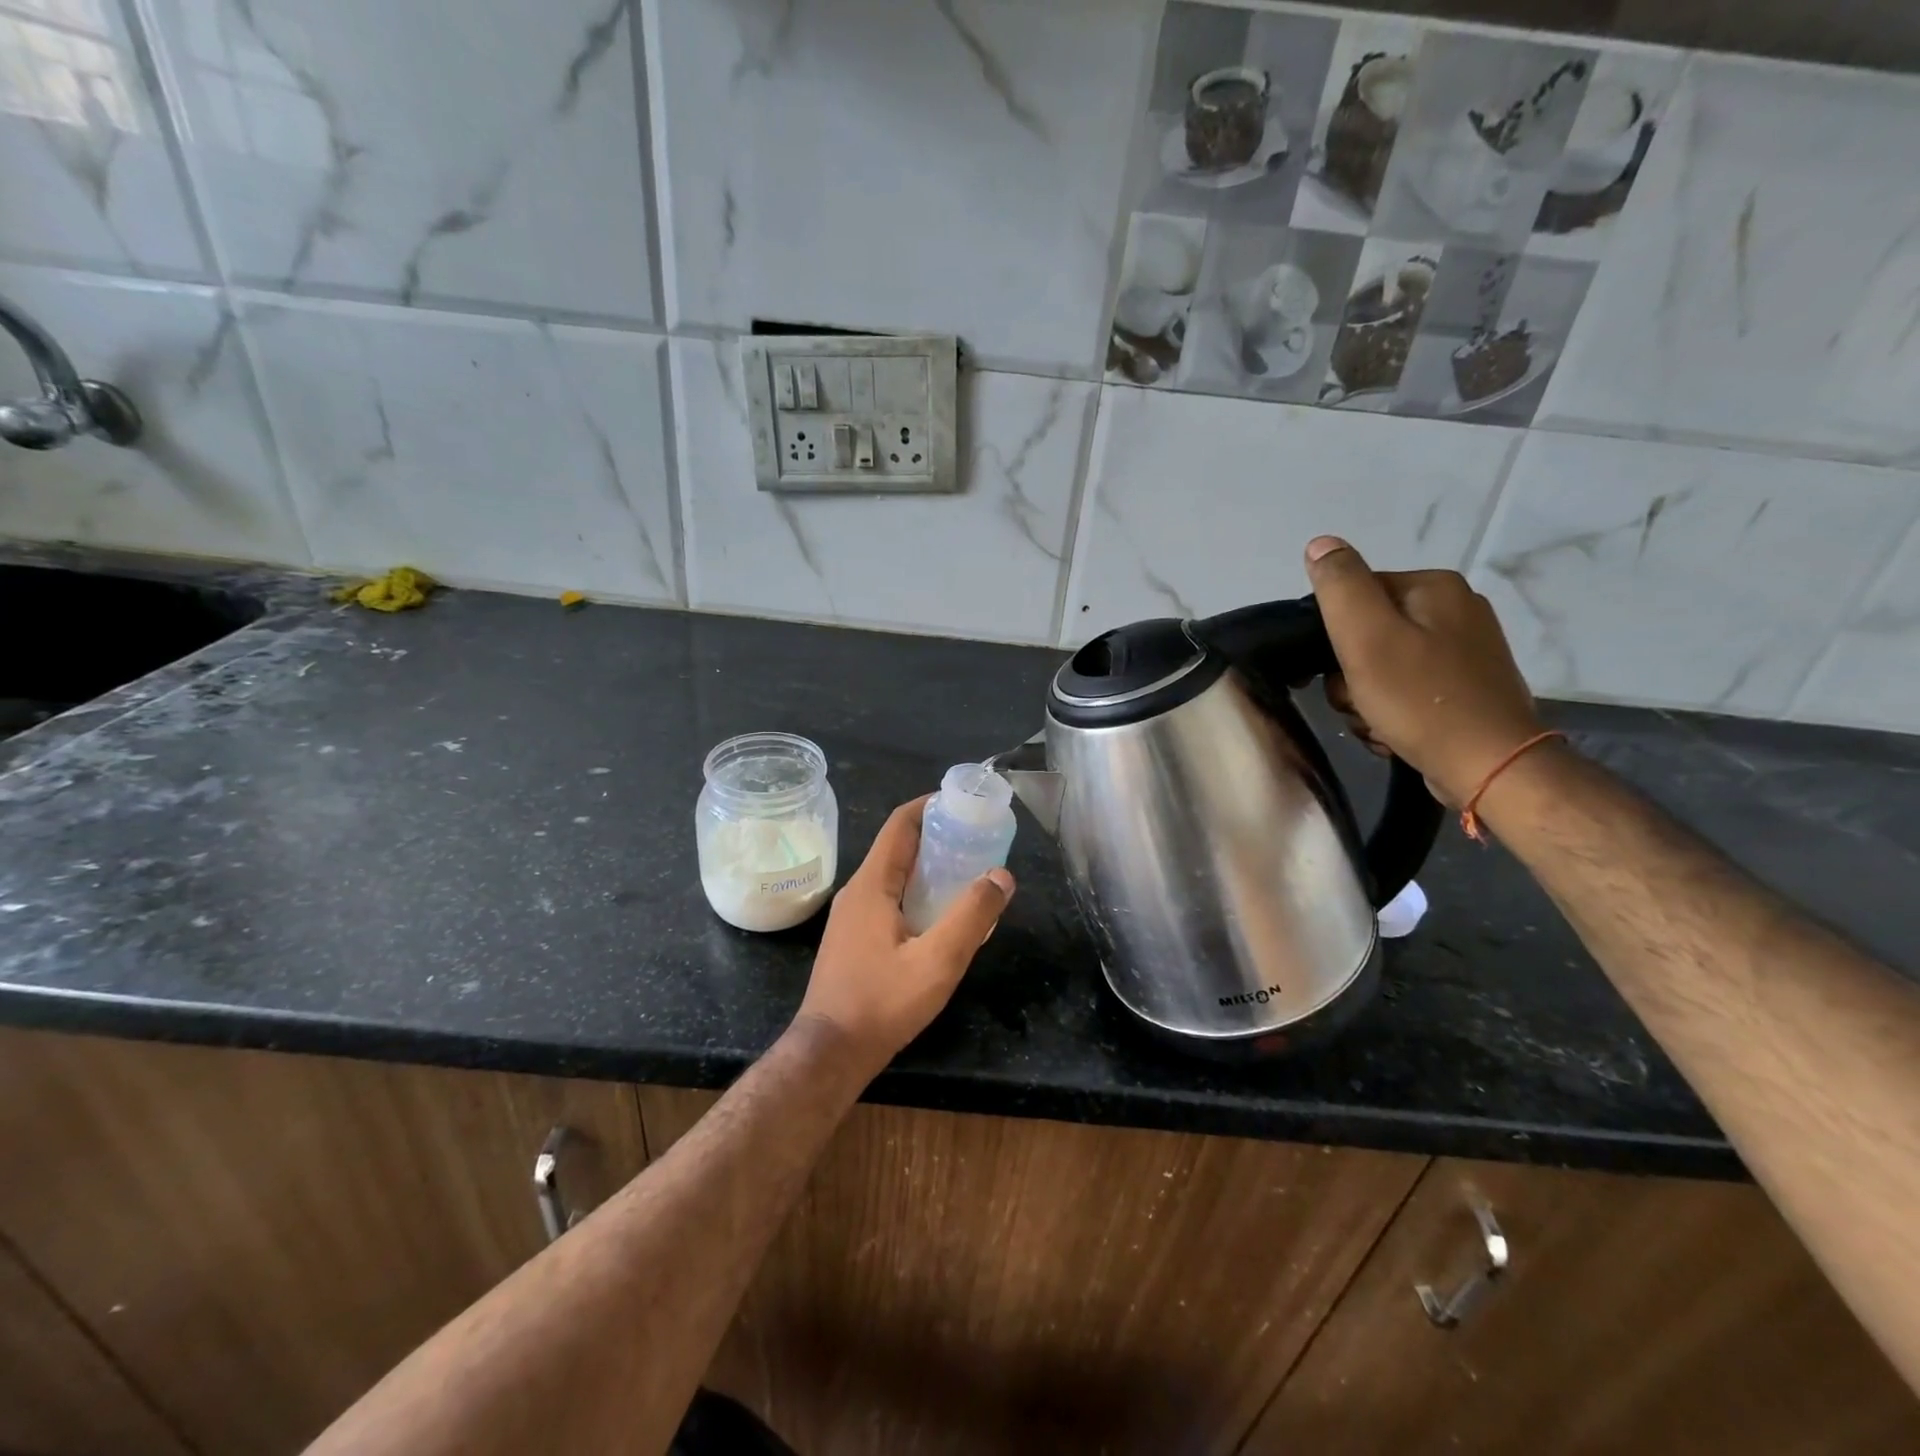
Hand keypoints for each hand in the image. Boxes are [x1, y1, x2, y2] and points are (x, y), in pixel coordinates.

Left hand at [794, 796, 1014, 1080]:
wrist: (830, 1052)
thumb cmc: (882, 1003)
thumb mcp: (938, 960)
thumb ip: (972, 915)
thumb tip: (1001, 875)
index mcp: (872, 884)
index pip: (900, 824)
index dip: (930, 806)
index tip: (964, 804)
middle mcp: (857, 891)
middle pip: (899, 847)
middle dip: (938, 837)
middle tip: (979, 840)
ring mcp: (852, 917)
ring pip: (895, 876)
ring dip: (929, 868)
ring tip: (969, 874)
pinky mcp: (854, 939)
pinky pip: (889, 900)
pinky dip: (918, 893)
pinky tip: (942, 917)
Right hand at [1305, 536, 1542, 806]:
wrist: (1489, 766)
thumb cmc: (1420, 699)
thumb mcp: (1366, 636)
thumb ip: (1339, 586)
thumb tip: (1319, 544)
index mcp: (1434, 588)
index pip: (1355, 594)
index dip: (1334, 634)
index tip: (1339, 668)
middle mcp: (1455, 610)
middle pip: (1368, 634)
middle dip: (1350, 674)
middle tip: (1359, 700)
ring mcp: (1464, 652)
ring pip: (1381, 667)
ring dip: (1365, 699)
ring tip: (1377, 721)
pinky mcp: (1465, 688)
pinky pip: (1405, 691)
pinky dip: (1390, 712)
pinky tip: (1394, 732)